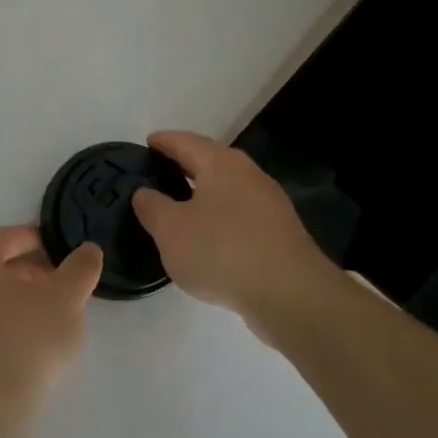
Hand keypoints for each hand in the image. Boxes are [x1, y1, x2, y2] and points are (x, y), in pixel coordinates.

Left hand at [0, 226, 102, 437]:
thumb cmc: (27, 340)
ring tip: (52, 312)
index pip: (3, 237)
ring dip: (19, 296)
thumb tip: (88, 249)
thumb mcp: (66, 299)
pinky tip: (33, 340)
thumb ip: (79, 269)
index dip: (33, 237)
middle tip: (60, 281)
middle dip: (28, 268)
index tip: (58, 247)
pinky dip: (8, 320)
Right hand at [131, 131, 331, 329]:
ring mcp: (269, 203)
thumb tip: (145, 193)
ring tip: (178, 205)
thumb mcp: (171, 230)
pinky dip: (219, 216)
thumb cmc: (222, 252)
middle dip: (184, 164)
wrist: (292, 296)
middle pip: (210, 161)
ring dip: (203, 193)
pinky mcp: (279, 232)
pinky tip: (208, 236)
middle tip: (158, 172)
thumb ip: (152, 207)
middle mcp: (248, 174)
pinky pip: (240, 213)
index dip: (164, 141)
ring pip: (227, 188)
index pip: (185, 141)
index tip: (147, 142)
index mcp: (221, 164)